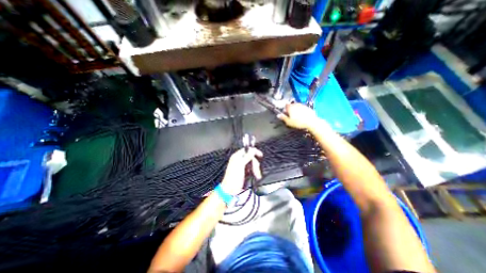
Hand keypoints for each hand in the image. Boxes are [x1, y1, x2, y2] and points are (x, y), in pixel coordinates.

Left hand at [222, 148, 264, 194]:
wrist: (231, 191)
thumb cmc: (233, 179)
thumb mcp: (240, 165)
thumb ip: (247, 157)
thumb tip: (252, 150)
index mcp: (236, 157)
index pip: (246, 150)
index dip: (254, 151)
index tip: (260, 155)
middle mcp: (239, 161)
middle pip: (251, 158)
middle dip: (255, 164)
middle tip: (256, 170)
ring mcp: (242, 167)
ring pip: (252, 164)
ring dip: (255, 170)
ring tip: (256, 175)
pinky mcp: (245, 172)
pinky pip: (252, 170)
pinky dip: (254, 173)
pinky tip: (255, 176)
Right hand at [279, 104, 321, 131]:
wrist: (311, 122)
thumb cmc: (298, 122)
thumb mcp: (289, 122)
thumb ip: (283, 118)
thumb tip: (278, 115)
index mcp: (290, 107)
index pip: (286, 105)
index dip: (285, 109)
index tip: (285, 113)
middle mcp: (296, 105)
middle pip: (291, 105)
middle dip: (290, 109)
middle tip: (290, 115)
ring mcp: (302, 105)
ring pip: (297, 106)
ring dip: (296, 109)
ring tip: (296, 116)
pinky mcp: (307, 107)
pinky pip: (302, 108)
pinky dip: (301, 111)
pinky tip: (302, 116)